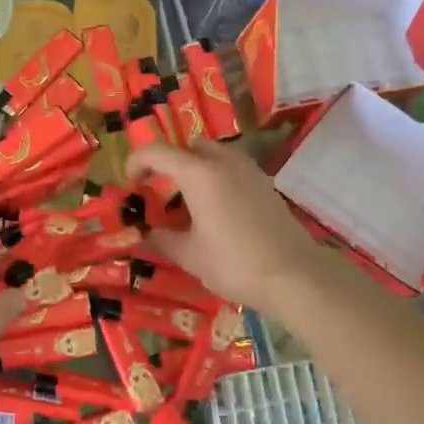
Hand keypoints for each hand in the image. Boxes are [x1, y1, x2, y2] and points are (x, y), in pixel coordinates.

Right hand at [127, 141, 327, 310]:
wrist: (294, 276)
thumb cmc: (233, 263)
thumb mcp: (188, 255)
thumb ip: (161, 238)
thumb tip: (144, 234)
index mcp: (199, 174)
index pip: (157, 152)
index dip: (136, 163)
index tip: (128, 185)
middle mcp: (224, 162)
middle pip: (188, 147)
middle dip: (168, 164)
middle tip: (157, 192)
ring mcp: (249, 171)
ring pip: (213, 155)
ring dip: (193, 170)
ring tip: (185, 203)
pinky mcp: (265, 185)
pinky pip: (231, 169)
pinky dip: (215, 179)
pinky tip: (213, 212)